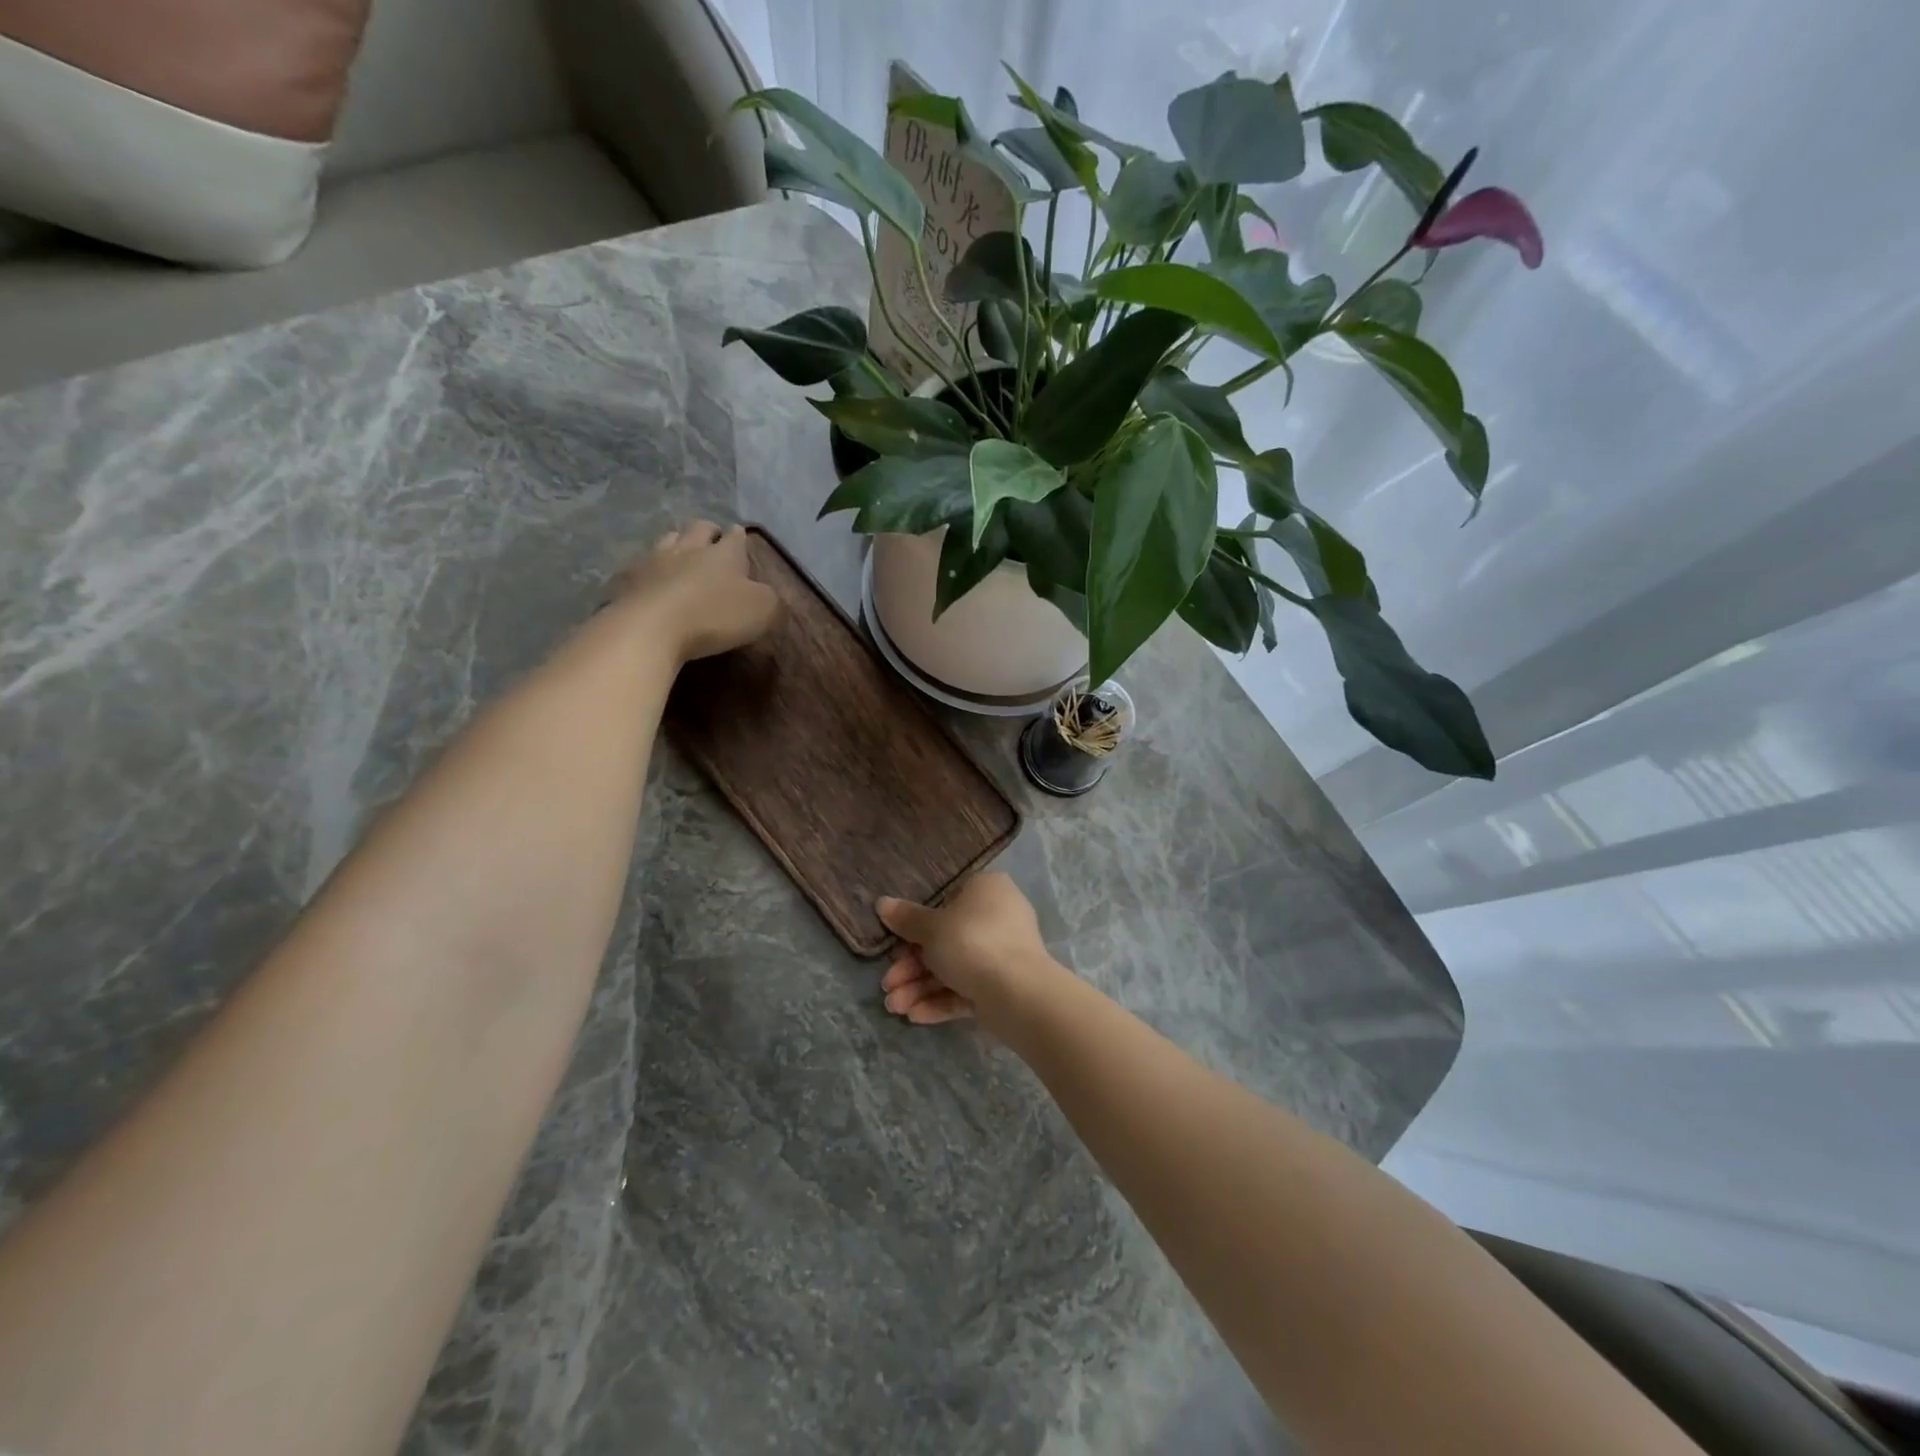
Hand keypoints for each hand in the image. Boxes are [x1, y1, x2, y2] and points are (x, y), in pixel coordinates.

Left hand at [615, 522, 779, 662]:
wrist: (652, 627)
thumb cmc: (714, 616)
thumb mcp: (762, 611)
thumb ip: (770, 600)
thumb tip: (767, 595)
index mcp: (725, 554)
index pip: (735, 537)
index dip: (739, 537)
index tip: (739, 535)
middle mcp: (689, 549)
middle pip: (699, 528)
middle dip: (708, 531)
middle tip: (712, 538)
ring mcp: (654, 561)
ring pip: (668, 539)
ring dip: (677, 542)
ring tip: (680, 552)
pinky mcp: (628, 580)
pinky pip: (640, 566)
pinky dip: (649, 570)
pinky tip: (650, 580)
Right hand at [877, 873, 1063, 1027]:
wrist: (1018, 992)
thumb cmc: (971, 942)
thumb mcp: (931, 927)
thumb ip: (906, 918)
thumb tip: (882, 903)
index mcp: (986, 889)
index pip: (945, 900)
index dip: (915, 925)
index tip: (893, 944)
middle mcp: (998, 917)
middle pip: (945, 940)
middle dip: (911, 967)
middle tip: (887, 984)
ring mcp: (1003, 953)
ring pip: (953, 968)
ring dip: (920, 987)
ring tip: (895, 1007)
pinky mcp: (1003, 985)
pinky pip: (967, 988)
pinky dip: (941, 1000)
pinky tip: (915, 1015)